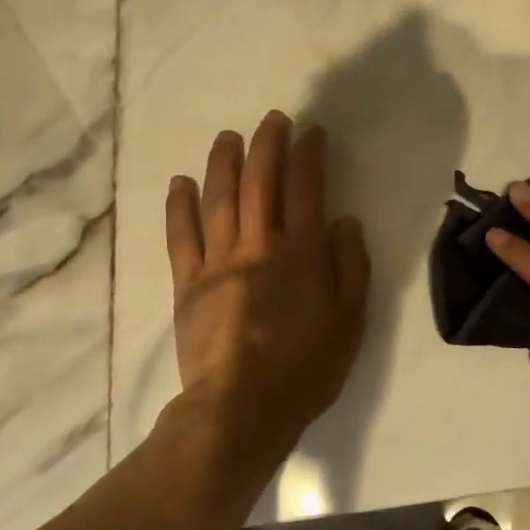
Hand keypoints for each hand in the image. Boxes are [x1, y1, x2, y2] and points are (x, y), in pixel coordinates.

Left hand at [165, 111, 370, 458]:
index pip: (307, 188)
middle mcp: (259, 245)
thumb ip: (350, 266)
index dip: (309, 154)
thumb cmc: (305, 368)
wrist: (240, 410)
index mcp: (301, 253)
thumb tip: (343, 220)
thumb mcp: (350, 321)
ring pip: (219, 199)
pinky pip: (181, 236)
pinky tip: (181, 181)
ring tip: (228, 137)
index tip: (311, 132)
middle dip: (267, 144)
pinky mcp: (187, 284)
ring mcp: (218, 262)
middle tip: (272, 119)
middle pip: (261, 182)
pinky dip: (180, 206)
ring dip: (223, 162)